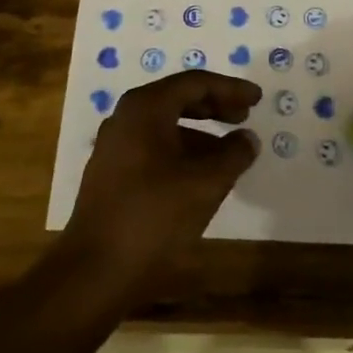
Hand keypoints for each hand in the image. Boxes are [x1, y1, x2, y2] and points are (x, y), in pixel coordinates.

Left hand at [66, 70, 260, 284]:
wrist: (95, 270)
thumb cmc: (153, 216)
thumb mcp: (205, 184)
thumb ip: (233, 155)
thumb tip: (247, 139)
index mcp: (146, 108)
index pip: (195, 83)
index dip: (230, 89)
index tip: (257, 99)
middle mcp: (126, 118)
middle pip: (178, 99)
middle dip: (215, 106)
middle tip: (245, 116)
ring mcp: (115, 145)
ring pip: (166, 125)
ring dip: (201, 133)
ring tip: (230, 152)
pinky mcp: (112, 173)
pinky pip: (154, 147)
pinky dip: (183, 151)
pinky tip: (202, 175)